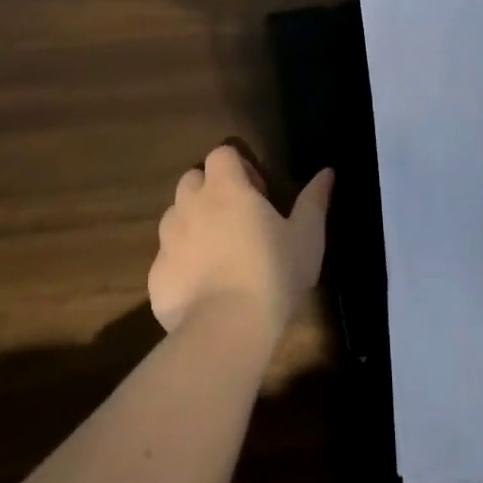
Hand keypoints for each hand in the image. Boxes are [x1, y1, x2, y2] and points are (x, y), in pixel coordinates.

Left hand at [148, 146, 332, 337]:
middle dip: (210, 191)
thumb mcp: (306, 236)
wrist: (227, 329)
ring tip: (218, 254)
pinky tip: (203, 290)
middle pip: (192, 180)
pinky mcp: (156, 275)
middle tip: (235, 220)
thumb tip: (327, 172)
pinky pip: (167, 258)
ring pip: (174, 217)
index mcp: (226, 189)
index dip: (238, 166)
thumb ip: (314, 200)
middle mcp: (190, 205)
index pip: (221, 154)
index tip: (257, 193)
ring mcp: (168, 240)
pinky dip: (181, 265)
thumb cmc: (273, 273)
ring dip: (192, 224)